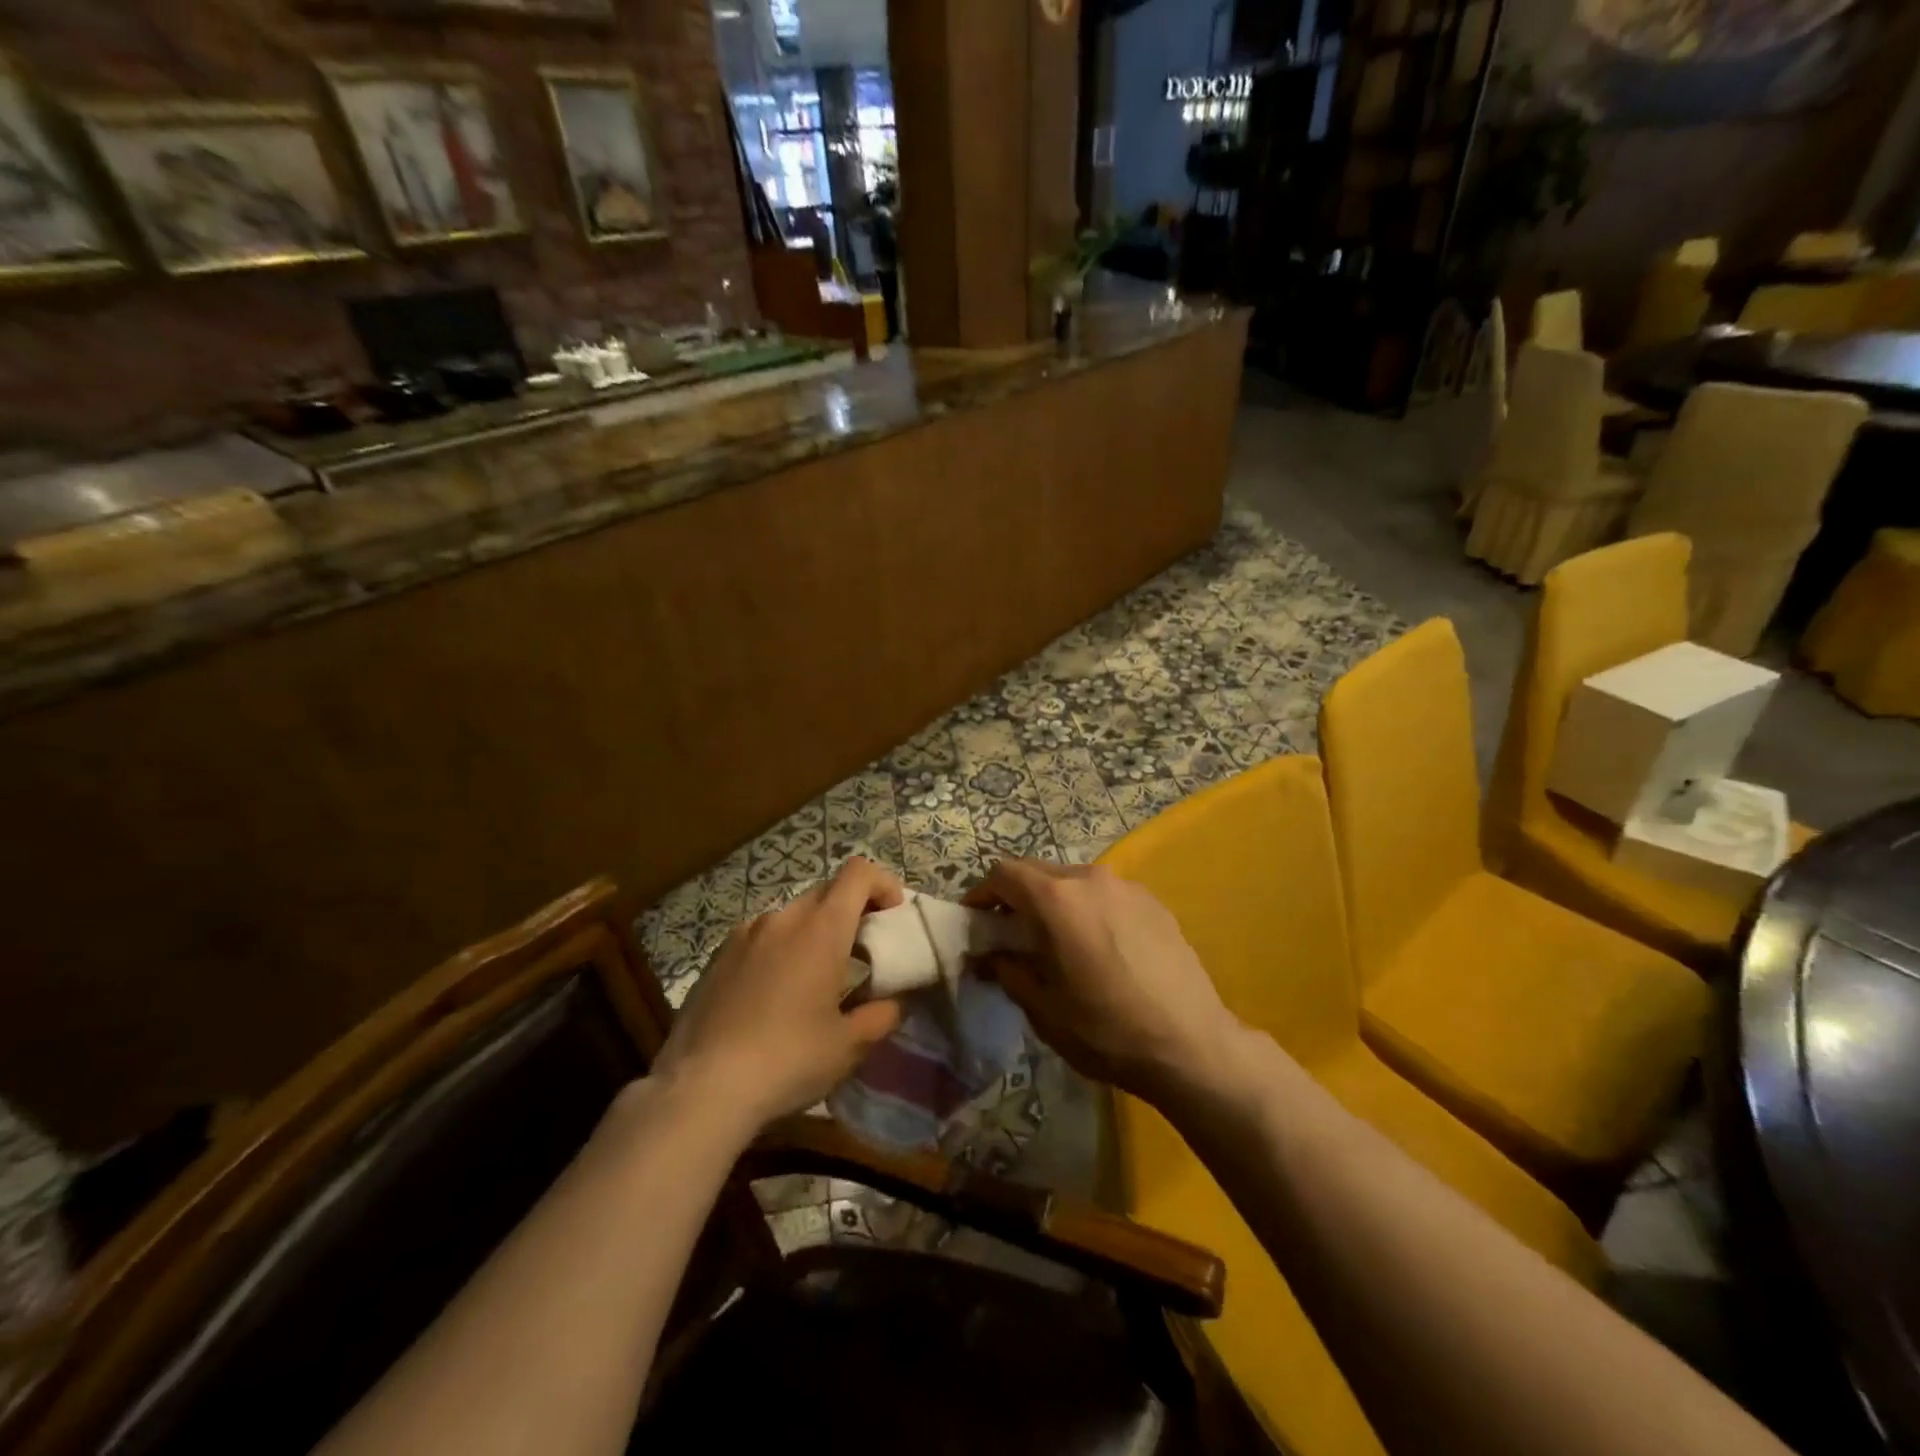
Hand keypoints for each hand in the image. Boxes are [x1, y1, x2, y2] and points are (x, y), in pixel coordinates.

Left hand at [653, 858, 905, 1131]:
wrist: (701, 1088)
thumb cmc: (788, 1059)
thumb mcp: (849, 1046)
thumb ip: (882, 1015)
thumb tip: (896, 1001)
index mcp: (821, 928)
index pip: (858, 873)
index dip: (882, 884)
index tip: (892, 917)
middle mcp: (782, 918)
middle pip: (826, 892)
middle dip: (851, 912)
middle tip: (861, 954)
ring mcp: (744, 934)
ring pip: (792, 916)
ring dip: (813, 933)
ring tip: (815, 980)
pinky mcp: (717, 957)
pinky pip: (761, 938)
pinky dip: (780, 950)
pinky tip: (773, 996)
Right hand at [966, 859, 1241, 1105]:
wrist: (1191, 1045)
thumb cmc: (1106, 1030)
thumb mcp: (1043, 1008)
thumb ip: (1008, 970)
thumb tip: (990, 955)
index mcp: (1057, 898)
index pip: (1003, 874)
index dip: (982, 894)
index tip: (975, 921)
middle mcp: (1090, 878)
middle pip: (1038, 871)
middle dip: (1016, 896)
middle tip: (1008, 933)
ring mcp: (1127, 887)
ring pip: (1073, 880)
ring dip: (1053, 901)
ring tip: (1054, 940)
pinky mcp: (1153, 902)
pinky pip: (1105, 894)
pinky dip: (1087, 908)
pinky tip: (1096, 947)